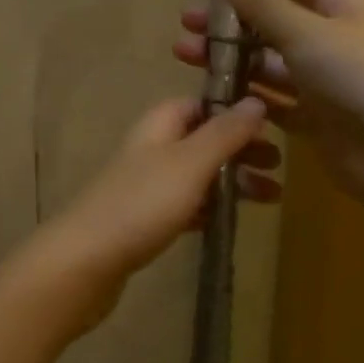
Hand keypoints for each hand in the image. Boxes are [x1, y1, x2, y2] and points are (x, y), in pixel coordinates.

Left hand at [40, 96, 278, 291]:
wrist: (85, 261)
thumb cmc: (141, 204)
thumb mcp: (190, 163)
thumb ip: (224, 133)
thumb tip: (256, 101)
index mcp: (159, 125)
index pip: (200, 103)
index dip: (234, 110)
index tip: (271, 124)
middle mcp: (152, 148)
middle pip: (203, 139)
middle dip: (240, 149)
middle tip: (278, 165)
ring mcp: (146, 185)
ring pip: (198, 174)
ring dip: (232, 181)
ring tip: (272, 197)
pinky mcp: (144, 219)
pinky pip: (186, 205)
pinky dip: (210, 208)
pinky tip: (232, 220)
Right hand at [174, 0, 363, 215]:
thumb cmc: (355, 77)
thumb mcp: (305, 32)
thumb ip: (261, 3)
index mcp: (336, 5)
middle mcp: (329, 38)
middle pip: (270, 21)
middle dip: (229, 23)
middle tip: (186, 28)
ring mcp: (321, 80)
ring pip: (267, 63)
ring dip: (231, 60)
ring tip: (186, 59)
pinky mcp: (313, 118)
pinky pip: (273, 102)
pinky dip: (246, 99)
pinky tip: (212, 98)